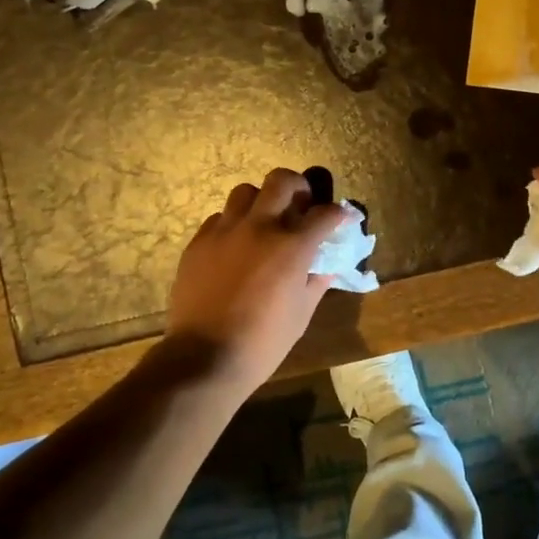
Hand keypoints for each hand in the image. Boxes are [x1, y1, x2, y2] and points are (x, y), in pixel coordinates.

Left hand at [166, 169, 349, 397]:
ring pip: (246, 192)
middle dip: (299, 187)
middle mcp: (260, 227)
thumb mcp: (302, 313)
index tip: (340, 219)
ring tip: (264, 222)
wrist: (204, 357)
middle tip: (301, 206)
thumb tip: (326, 265)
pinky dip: (233, 224)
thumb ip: (317, 281)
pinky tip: (235, 247)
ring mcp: (225, 231)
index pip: (325, 213)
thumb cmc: (263, 341)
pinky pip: (219, 218)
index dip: (338, 214)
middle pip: (282, 181)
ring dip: (261, 201)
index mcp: (293, 246)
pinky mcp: (199, 242)